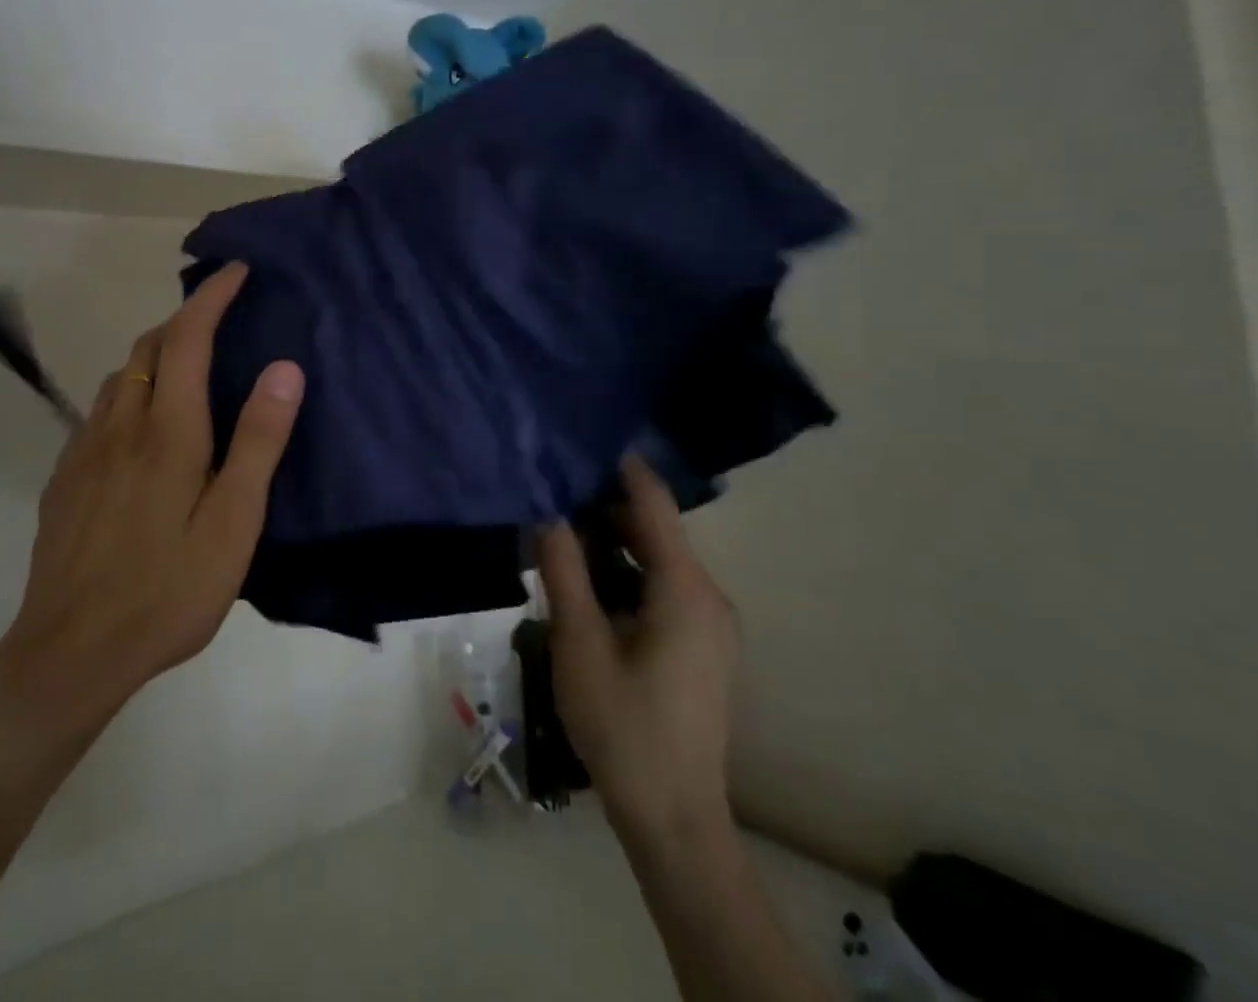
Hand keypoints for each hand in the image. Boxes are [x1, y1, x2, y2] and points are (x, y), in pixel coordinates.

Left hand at [0, 262, 303, 735]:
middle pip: (148, 347)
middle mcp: (120, 424)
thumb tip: (284, 367)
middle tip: (220, 318)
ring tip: (187, 364)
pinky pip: (100, 411)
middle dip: (185, 319)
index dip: (211, 297)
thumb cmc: (168, 588)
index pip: (188, 337)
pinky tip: (142, 425)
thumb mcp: (233, 521)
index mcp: (167, 430)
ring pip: (120, 376)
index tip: (236, 271)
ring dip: (155, 353)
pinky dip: (130, 391)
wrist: (71, 651)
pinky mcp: (66, 478)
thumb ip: (259, 441)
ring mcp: (84, 450)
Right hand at [539, 455, 739, 843]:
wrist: (673, 819)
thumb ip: (562, 570)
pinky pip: (664, 589)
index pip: (653, 503)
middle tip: (551, 493)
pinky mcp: (703, 646)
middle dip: (604, 509)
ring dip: (612, 545)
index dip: (619, 467)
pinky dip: (627, 575)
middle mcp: (708, 596)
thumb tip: (547, 511)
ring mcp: (710, 624)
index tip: (580, 437)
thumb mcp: (579, 643)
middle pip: (655, 531)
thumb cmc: (623, 726)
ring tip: (559, 536)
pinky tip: (587, 587)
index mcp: (685, 589)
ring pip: (657, 561)